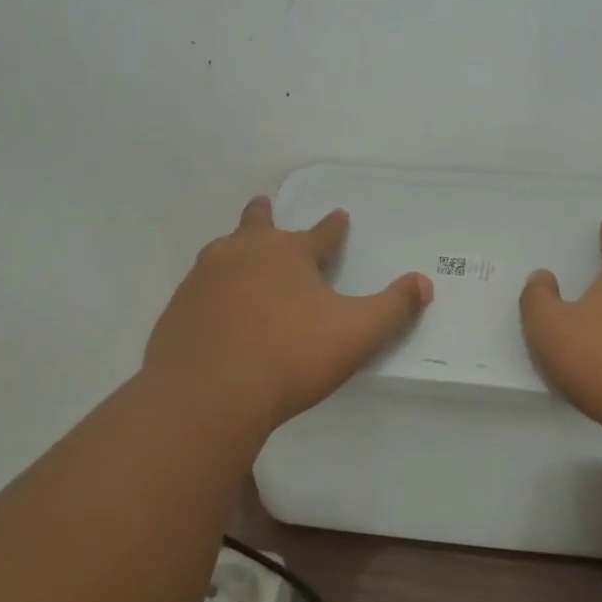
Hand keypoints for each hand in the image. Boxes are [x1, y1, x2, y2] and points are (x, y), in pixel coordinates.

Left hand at [142, 196, 432, 436]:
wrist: (206, 395)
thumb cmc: (290, 356)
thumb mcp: (357, 333)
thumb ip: (393, 308)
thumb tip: (423, 283)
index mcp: (288, 253)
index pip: (320, 233)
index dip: (333, 226)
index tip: (339, 216)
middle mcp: (243, 254)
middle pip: (256, 224)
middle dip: (264, 215)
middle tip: (264, 206)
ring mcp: (203, 279)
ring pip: (222, 252)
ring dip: (235, 250)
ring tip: (239, 258)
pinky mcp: (177, 310)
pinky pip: (199, 290)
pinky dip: (212, 290)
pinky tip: (215, 309)